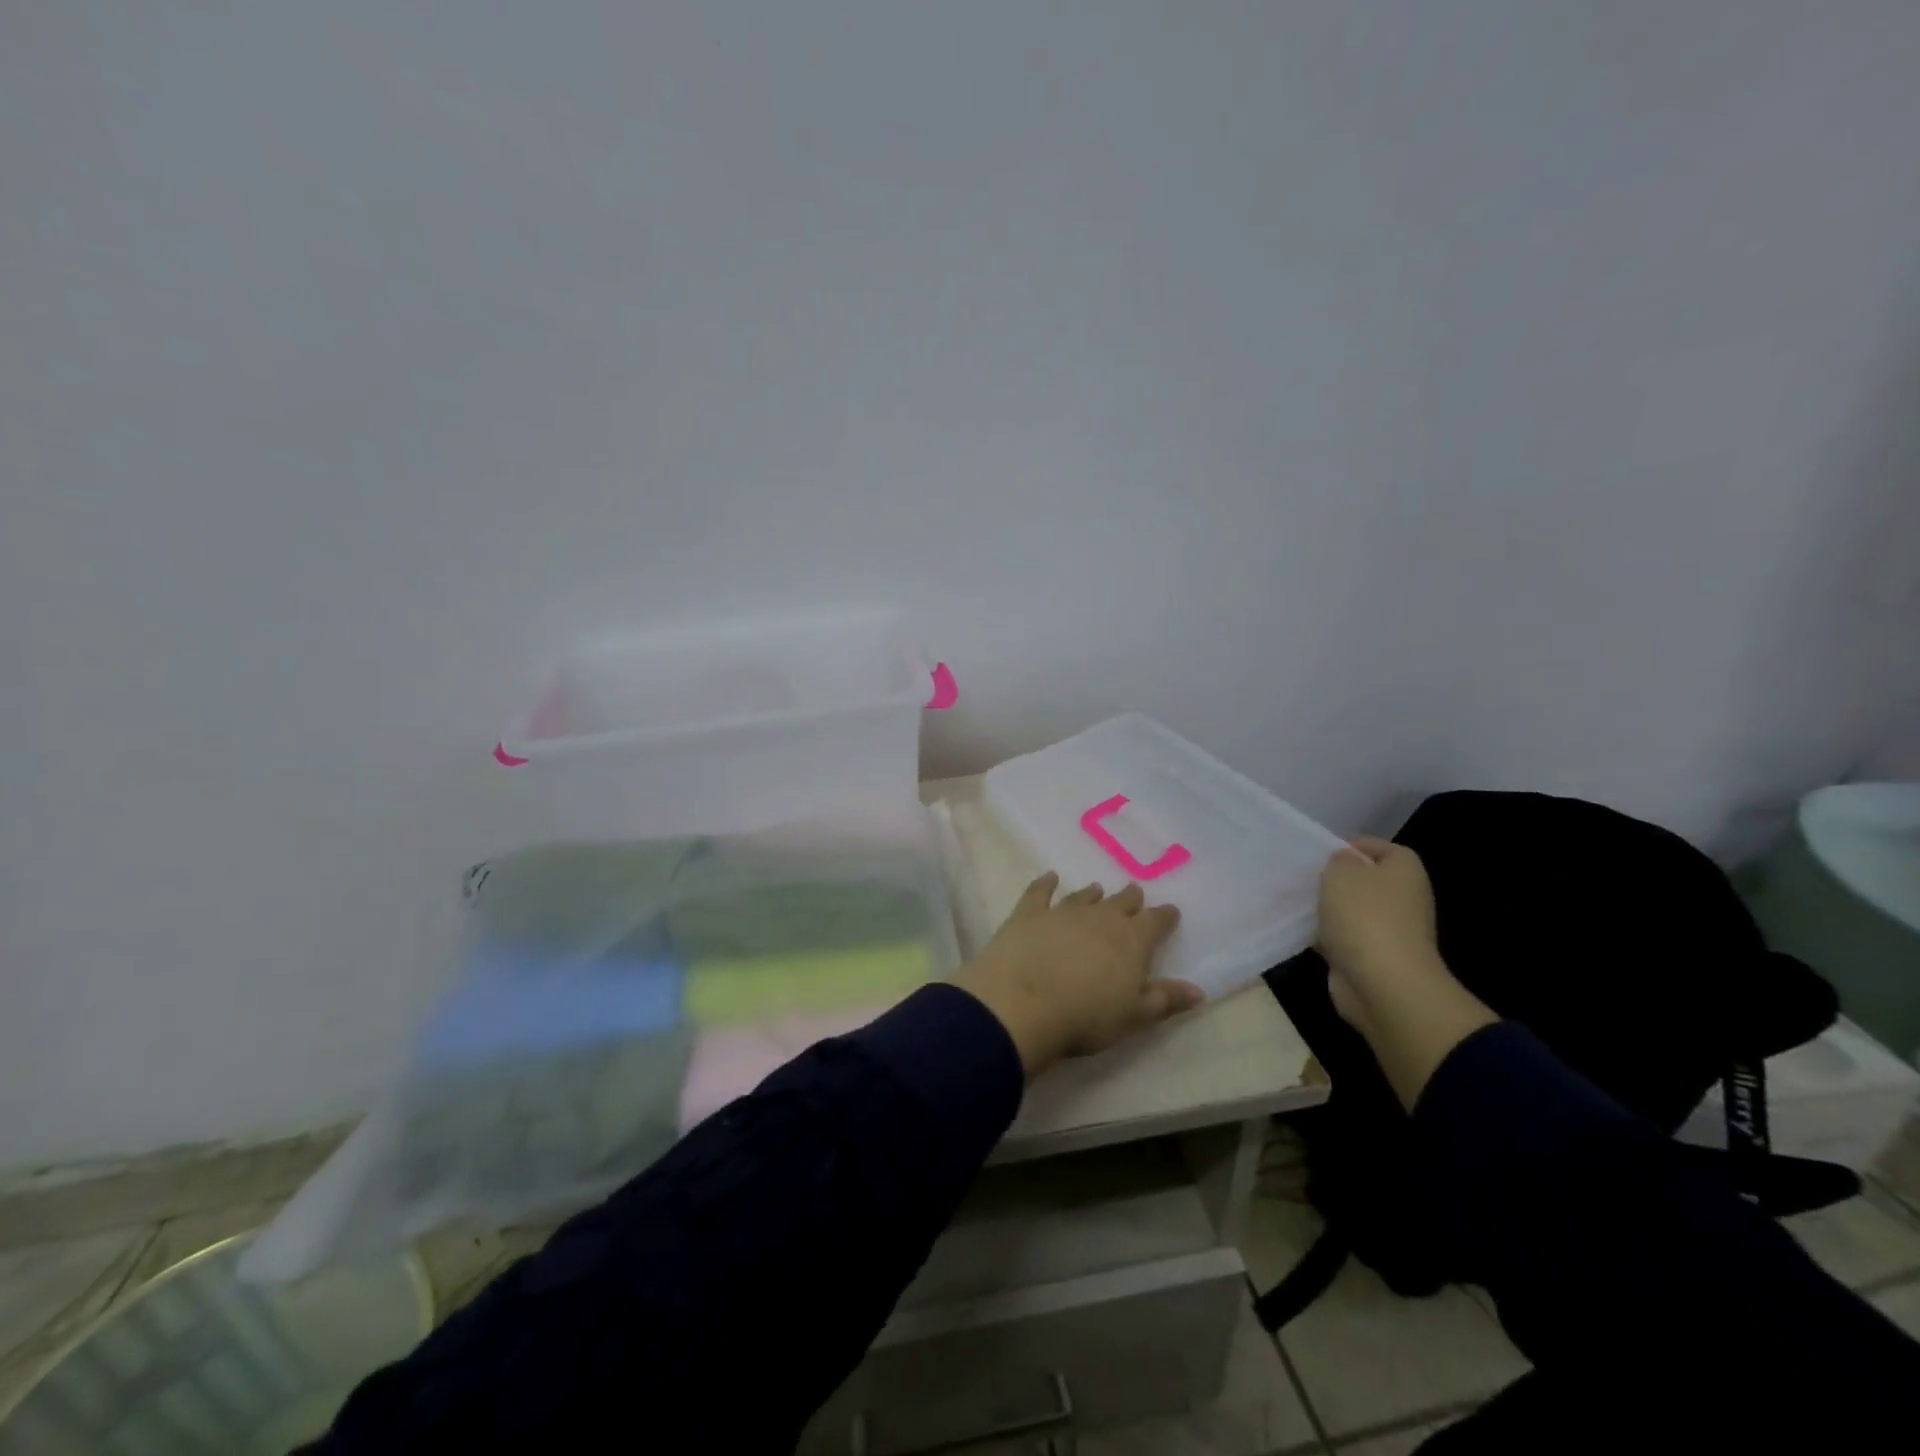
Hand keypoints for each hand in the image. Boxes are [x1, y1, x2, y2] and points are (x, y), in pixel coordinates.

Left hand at [953, 873, 1203, 1076]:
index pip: (1155, 922)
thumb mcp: (1133, 1016)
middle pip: (1120, 903)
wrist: (1022, 1004)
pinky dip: (1045, 883)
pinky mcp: (1028, 914)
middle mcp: (1100, 918)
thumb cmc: (1085, 1017)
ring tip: (1098, 889)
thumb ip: (1165, 999)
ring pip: (1083, 897)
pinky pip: (1040, 892)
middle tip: (1134, 892)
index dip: (1164, 917)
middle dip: (1130, 899)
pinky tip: (1050, 877)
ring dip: (1092, 893)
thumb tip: (1199, 990)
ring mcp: (1062, 912)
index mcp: (1131, 941)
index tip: (1170, 912)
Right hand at [1316, 836, 1442, 1036]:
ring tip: (1293, 901)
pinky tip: (1298, 930)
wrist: (1382, 984)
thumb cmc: (1365, 916)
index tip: (1321, 853)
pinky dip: (1323, 935)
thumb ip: (1338, 860)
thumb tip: (1342, 865)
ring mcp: (1389, 931)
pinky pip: (1342, 938)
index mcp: (1405, 872)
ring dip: (1325, 908)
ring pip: (1349, 910)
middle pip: (1363, 881)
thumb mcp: (1341, 871)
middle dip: (1333, 879)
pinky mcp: (1370, 958)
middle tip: (1302, 877)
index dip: (1352, 847)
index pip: (1380, 848)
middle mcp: (1403, 899)